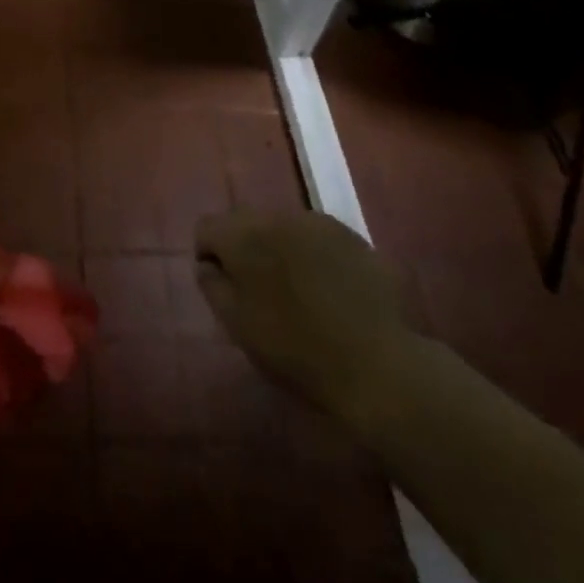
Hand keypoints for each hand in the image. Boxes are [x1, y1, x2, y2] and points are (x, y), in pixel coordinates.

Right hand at [195, 209, 421, 427]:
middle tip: (257, 288)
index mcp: (244, 236)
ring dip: (277, 247)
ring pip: (281, 226)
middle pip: (244, 221)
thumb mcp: (237, 325)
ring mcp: (318, 223)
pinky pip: (315, 236)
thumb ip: (212, 285)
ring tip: (295, 288)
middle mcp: (277, 217)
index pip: (207, 227)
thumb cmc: (295, 349)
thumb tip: (209, 264)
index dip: (209, 255)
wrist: (376, 365)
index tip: (223, 286)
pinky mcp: (352, 236)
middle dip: (243, 247)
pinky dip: (310, 254)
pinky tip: (327, 288)